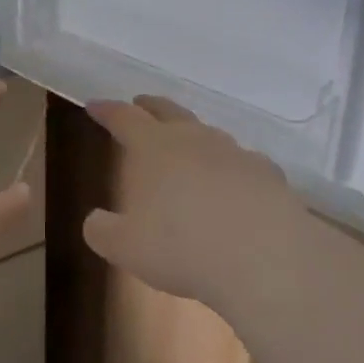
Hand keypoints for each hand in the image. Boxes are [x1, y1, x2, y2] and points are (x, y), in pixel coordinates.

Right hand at [82, 95, 306, 311]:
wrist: (266, 258)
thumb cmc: (183, 246)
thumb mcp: (126, 247)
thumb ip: (103, 231)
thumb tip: (95, 221)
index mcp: (154, 147)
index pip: (124, 117)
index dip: (107, 110)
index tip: (95, 105)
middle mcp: (194, 139)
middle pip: (169, 111)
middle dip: (151, 106)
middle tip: (140, 103)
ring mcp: (235, 153)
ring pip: (208, 134)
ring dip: (193, 136)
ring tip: (187, 149)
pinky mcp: (268, 175)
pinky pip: (244, 162)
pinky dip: (232, 168)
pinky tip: (234, 185)